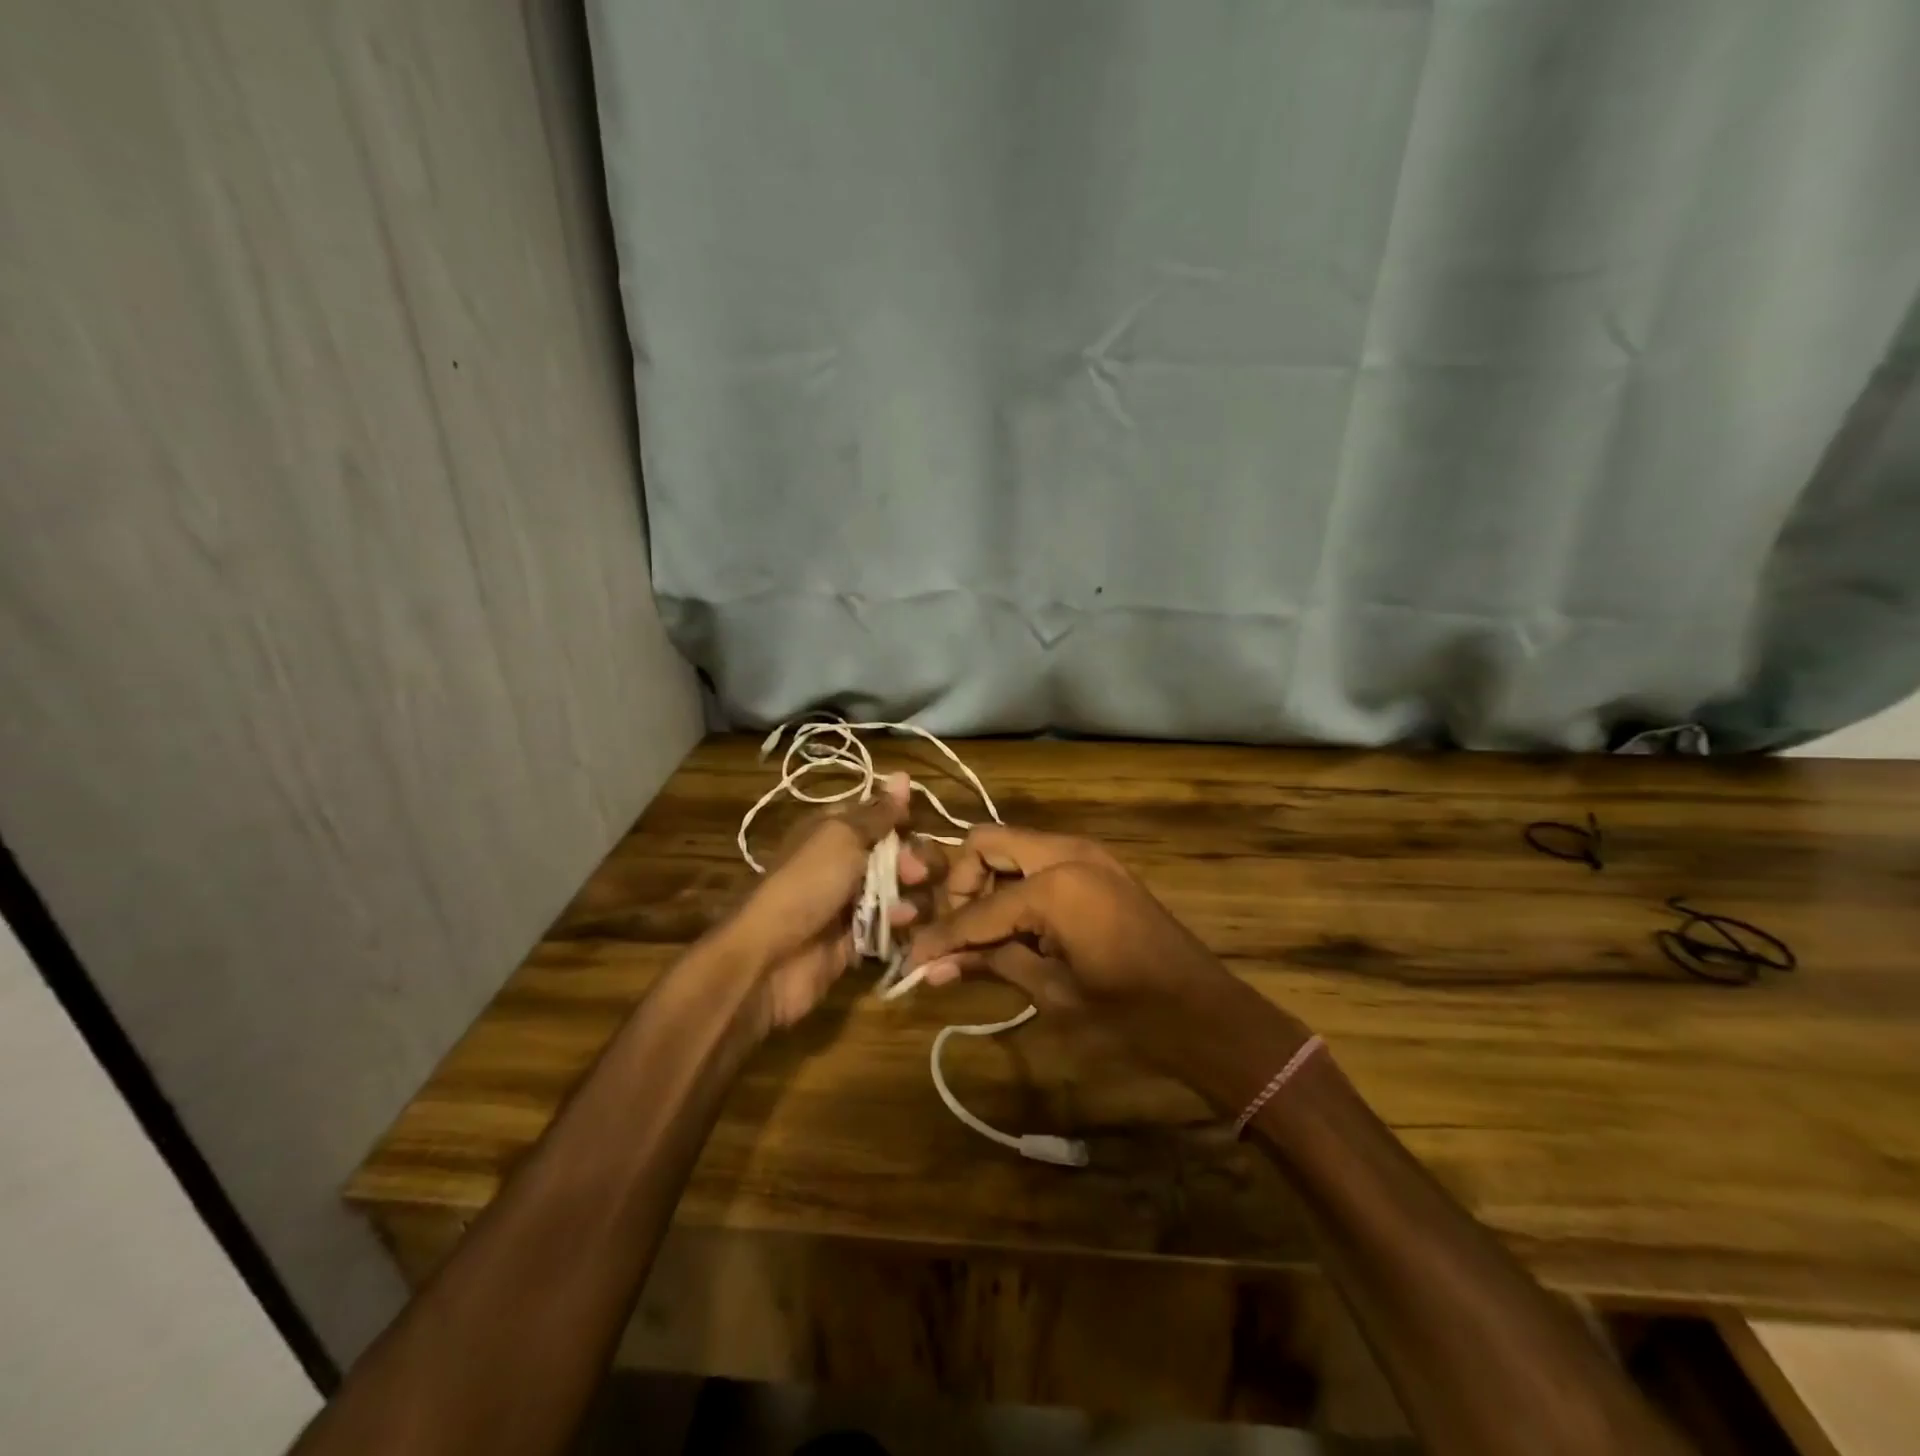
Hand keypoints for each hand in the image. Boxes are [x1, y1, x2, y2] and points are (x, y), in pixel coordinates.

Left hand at [721, 773, 928, 1030]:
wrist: (771, 958)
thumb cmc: (806, 885)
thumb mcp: (842, 838)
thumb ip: (878, 813)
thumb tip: (903, 774)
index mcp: (834, 831)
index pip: (880, 817)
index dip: (902, 821)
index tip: (916, 827)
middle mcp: (844, 863)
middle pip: (898, 854)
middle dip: (914, 862)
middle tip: (915, 874)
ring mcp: (852, 903)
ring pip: (902, 891)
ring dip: (912, 897)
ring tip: (903, 912)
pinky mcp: (860, 939)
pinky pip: (893, 926)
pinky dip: (901, 926)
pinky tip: (901, 929)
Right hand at [903, 826, 1307, 1106]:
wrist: (1205, 1014)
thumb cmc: (1129, 1015)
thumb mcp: (1052, 993)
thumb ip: (991, 965)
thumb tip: (931, 967)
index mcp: (1055, 884)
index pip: (977, 908)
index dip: (941, 936)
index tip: (911, 960)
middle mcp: (1068, 852)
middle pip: (987, 843)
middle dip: (962, 884)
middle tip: (958, 933)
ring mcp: (1087, 854)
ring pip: (1013, 846)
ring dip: (989, 882)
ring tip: (985, 936)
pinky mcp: (1098, 866)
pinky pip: (1040, 860)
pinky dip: (1018, 885)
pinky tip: (1017, 928)